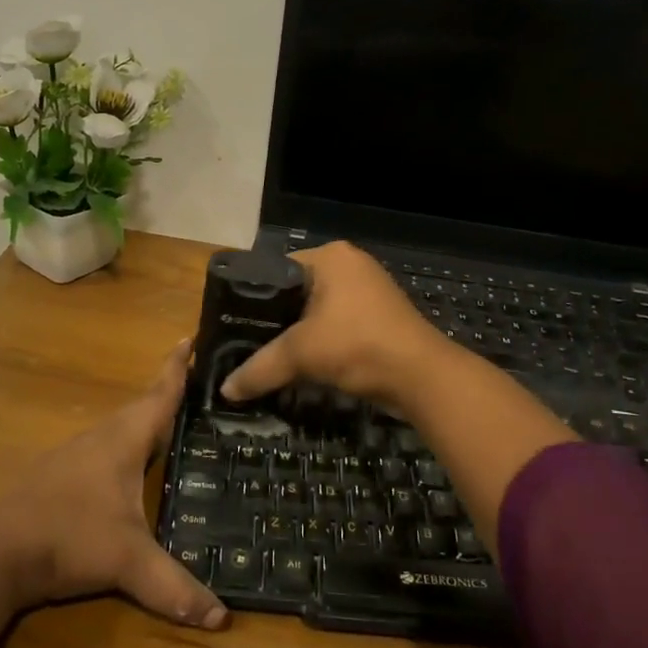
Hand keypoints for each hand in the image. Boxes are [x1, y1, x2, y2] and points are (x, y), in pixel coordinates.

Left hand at [0, 340, 227, 630]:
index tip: (190, 336)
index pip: (160, 394)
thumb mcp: (127, 562)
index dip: (177, 368)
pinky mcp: (59, 475)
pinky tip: (129, 468)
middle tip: (197, 387)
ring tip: (172, 425)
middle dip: (168, 394)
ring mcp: (76, 454)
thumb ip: (174, 587)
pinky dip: (125, 447)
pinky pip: (104, 448)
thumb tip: (222, 618)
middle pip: (142, 407)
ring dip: (145, 421)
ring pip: (120, 428)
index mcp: (124, 439)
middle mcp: (101, 437)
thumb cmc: (69, 538)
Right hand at [221, 242, 459, 413]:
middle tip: (246, 342)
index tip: (234, 323)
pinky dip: (320, 341)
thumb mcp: (301, 354)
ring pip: (317, 310)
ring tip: (268, 355)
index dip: (253, 297)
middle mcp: (350, 265)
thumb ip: (260, 368)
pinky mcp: (379, 317)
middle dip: (275, 318)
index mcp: (330, 256)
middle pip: (297, 291)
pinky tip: (301, 363)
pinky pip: (337, 324)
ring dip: (298, 333)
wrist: (421, 377)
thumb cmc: (358, 346)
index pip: (277, 269)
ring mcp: (368, 290)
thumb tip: (226, 390)